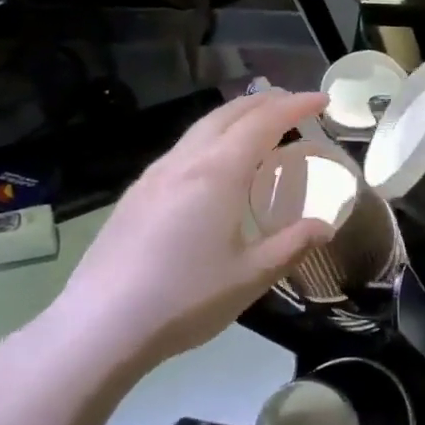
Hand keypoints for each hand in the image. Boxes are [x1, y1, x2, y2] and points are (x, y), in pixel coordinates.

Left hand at [33, 89, 333, 381]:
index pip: (264, 121)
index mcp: (218, 172)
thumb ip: (292, 245)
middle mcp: (185, 161)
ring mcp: (154, 175)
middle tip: (294, 105)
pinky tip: (214, 165)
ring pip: (201, 128)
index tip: (321, 99)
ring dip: (236, 117)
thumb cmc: (185, 299)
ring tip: (259, 127)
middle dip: (265, 102)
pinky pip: (183, 148)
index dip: (296, 106)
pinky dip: (212, 138)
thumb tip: (324, 226)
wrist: (100, 325)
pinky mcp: (136, 194)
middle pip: (229, 113)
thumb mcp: (252, 276)